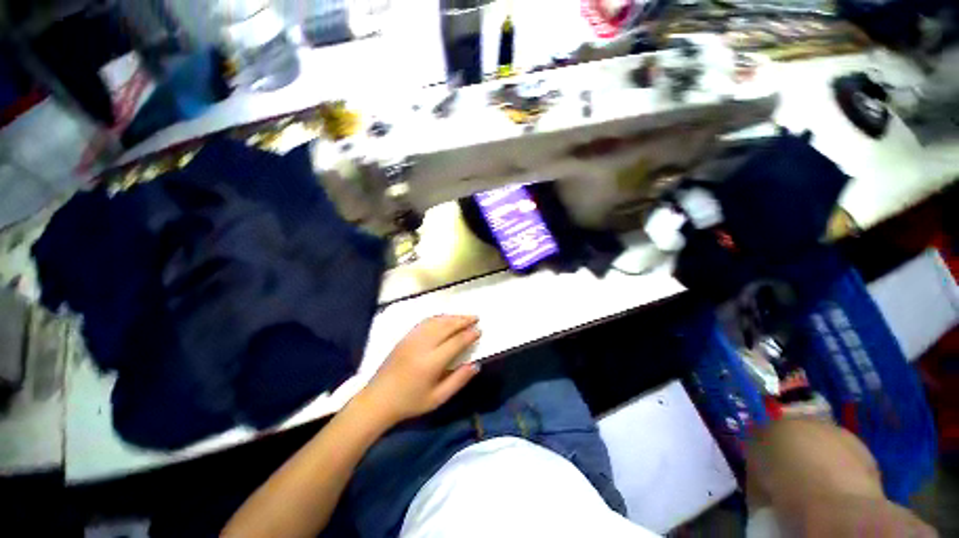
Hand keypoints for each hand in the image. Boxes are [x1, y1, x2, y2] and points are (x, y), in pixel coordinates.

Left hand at [358, 315, 480, 425]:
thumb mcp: (438, 398)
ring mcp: (412, 339)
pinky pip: (425, 322)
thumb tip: (476, 365)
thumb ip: (458, 380)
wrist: (378, 399)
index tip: (479, 330)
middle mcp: (422, 345)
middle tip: (476, 317)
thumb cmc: (410, 402)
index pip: (456, 342)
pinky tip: (445, 319)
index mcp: (431, 362)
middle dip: (463, 320)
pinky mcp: (405, 337)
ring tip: (464, 316)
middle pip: (447, 326)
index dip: (469, 335)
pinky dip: (438, 317)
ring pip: (436, 321)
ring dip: (452, 317)